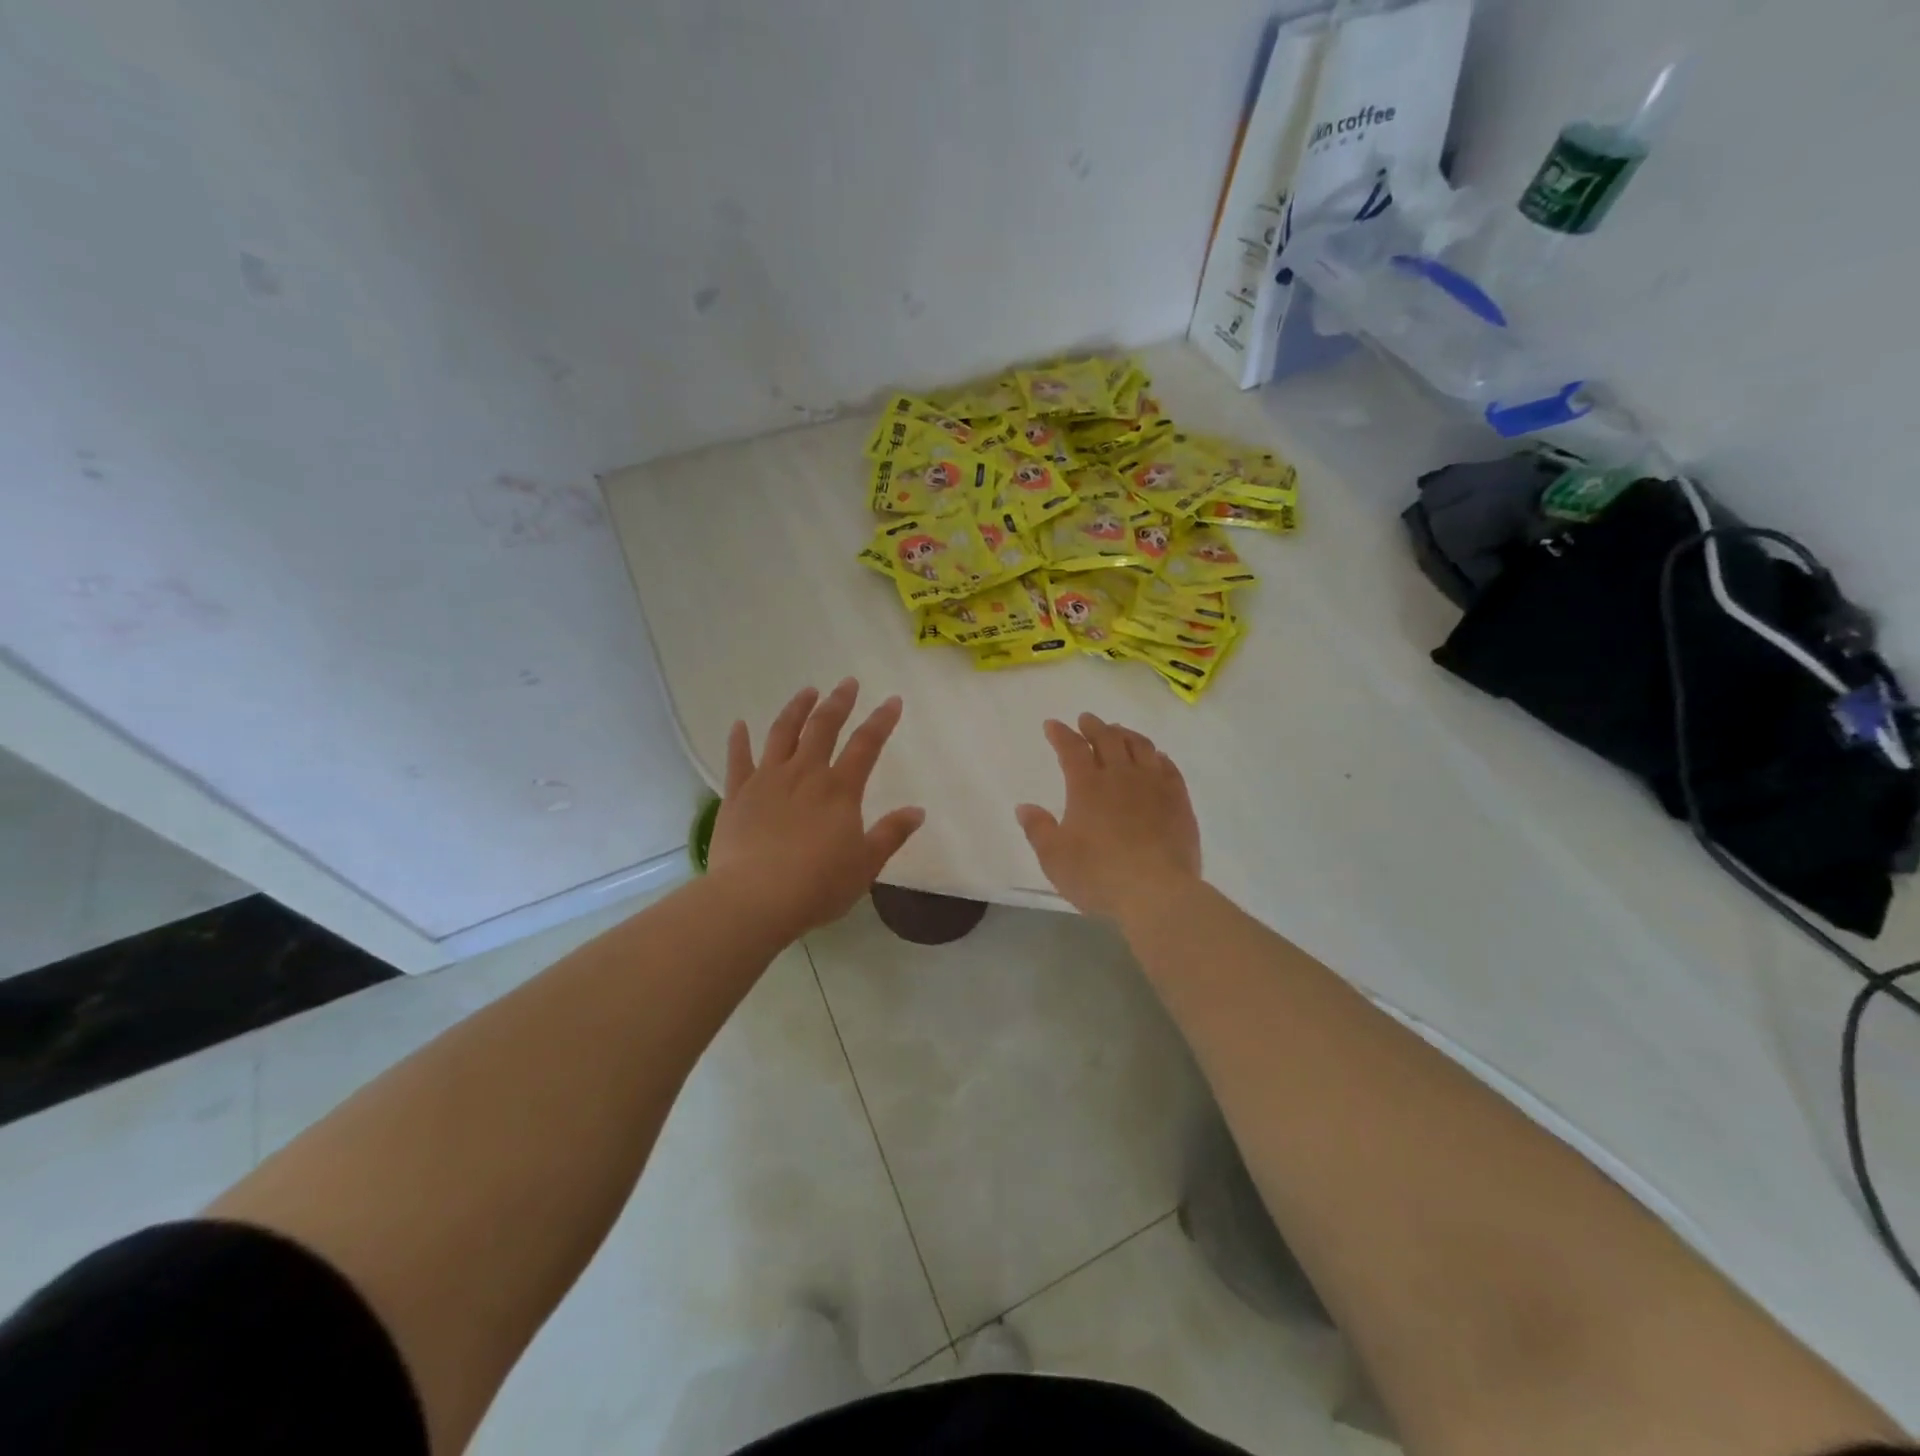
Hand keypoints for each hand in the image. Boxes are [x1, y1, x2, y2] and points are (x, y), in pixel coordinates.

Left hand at [708, 679, 924, 939]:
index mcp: (840, 790)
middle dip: (838, 702)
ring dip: (796, 709)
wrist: (755, 898)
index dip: (881, 720)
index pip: (866, 745)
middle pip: (823, 727)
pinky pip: (738, 760)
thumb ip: (891, 834)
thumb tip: (918, 811)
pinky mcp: (737, 795)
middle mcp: (805, 774)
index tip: (892, 700)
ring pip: (782, 733)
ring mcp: (767, 781)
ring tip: (807, 691)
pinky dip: (738, 740)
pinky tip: (739, 725)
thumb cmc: (818, 885)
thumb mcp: (866, 864)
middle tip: (847, 683)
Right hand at [1015, 713, 1202, 921]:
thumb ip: (1038, 829)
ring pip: (1141, 746)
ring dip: (1126, 734)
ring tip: (1119, 731)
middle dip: (1094, 726)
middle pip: (1108, 739)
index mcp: (1087, 786)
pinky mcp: (1179, 800)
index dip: (1060, 734)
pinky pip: (1169, 767)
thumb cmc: (1098, 875)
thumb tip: (1024, 807)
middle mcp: (1121, 776)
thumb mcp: (1054, 858)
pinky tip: (1157, 757)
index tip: (1052, 725)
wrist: (1156, 892)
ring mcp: (1154, 785)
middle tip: (1087, 720)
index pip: (1071, 748)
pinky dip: (1158, 756)